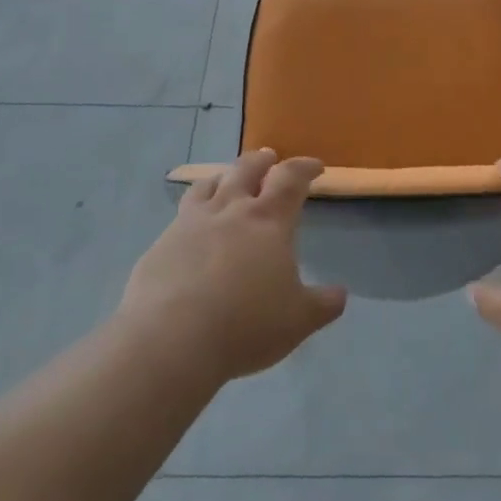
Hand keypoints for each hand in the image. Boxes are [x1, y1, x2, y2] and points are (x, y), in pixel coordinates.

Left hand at [120, 150, 346, 382]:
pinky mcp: (160, 245)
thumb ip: (322, 304)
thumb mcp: (298, 320)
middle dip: (262, 161)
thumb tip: (339, 294)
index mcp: (268, 221)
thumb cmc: (246, 325)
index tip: (315, 167)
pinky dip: (192, 211)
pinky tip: (191, 228)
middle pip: (246, 169)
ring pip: (208, 185)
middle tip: (269, 158)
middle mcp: (230, 211)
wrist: (170, 342)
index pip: (291, 178)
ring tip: (226, 180)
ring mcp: (190, 224)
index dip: (304, 168)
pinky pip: (180, 215)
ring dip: (223, 177)